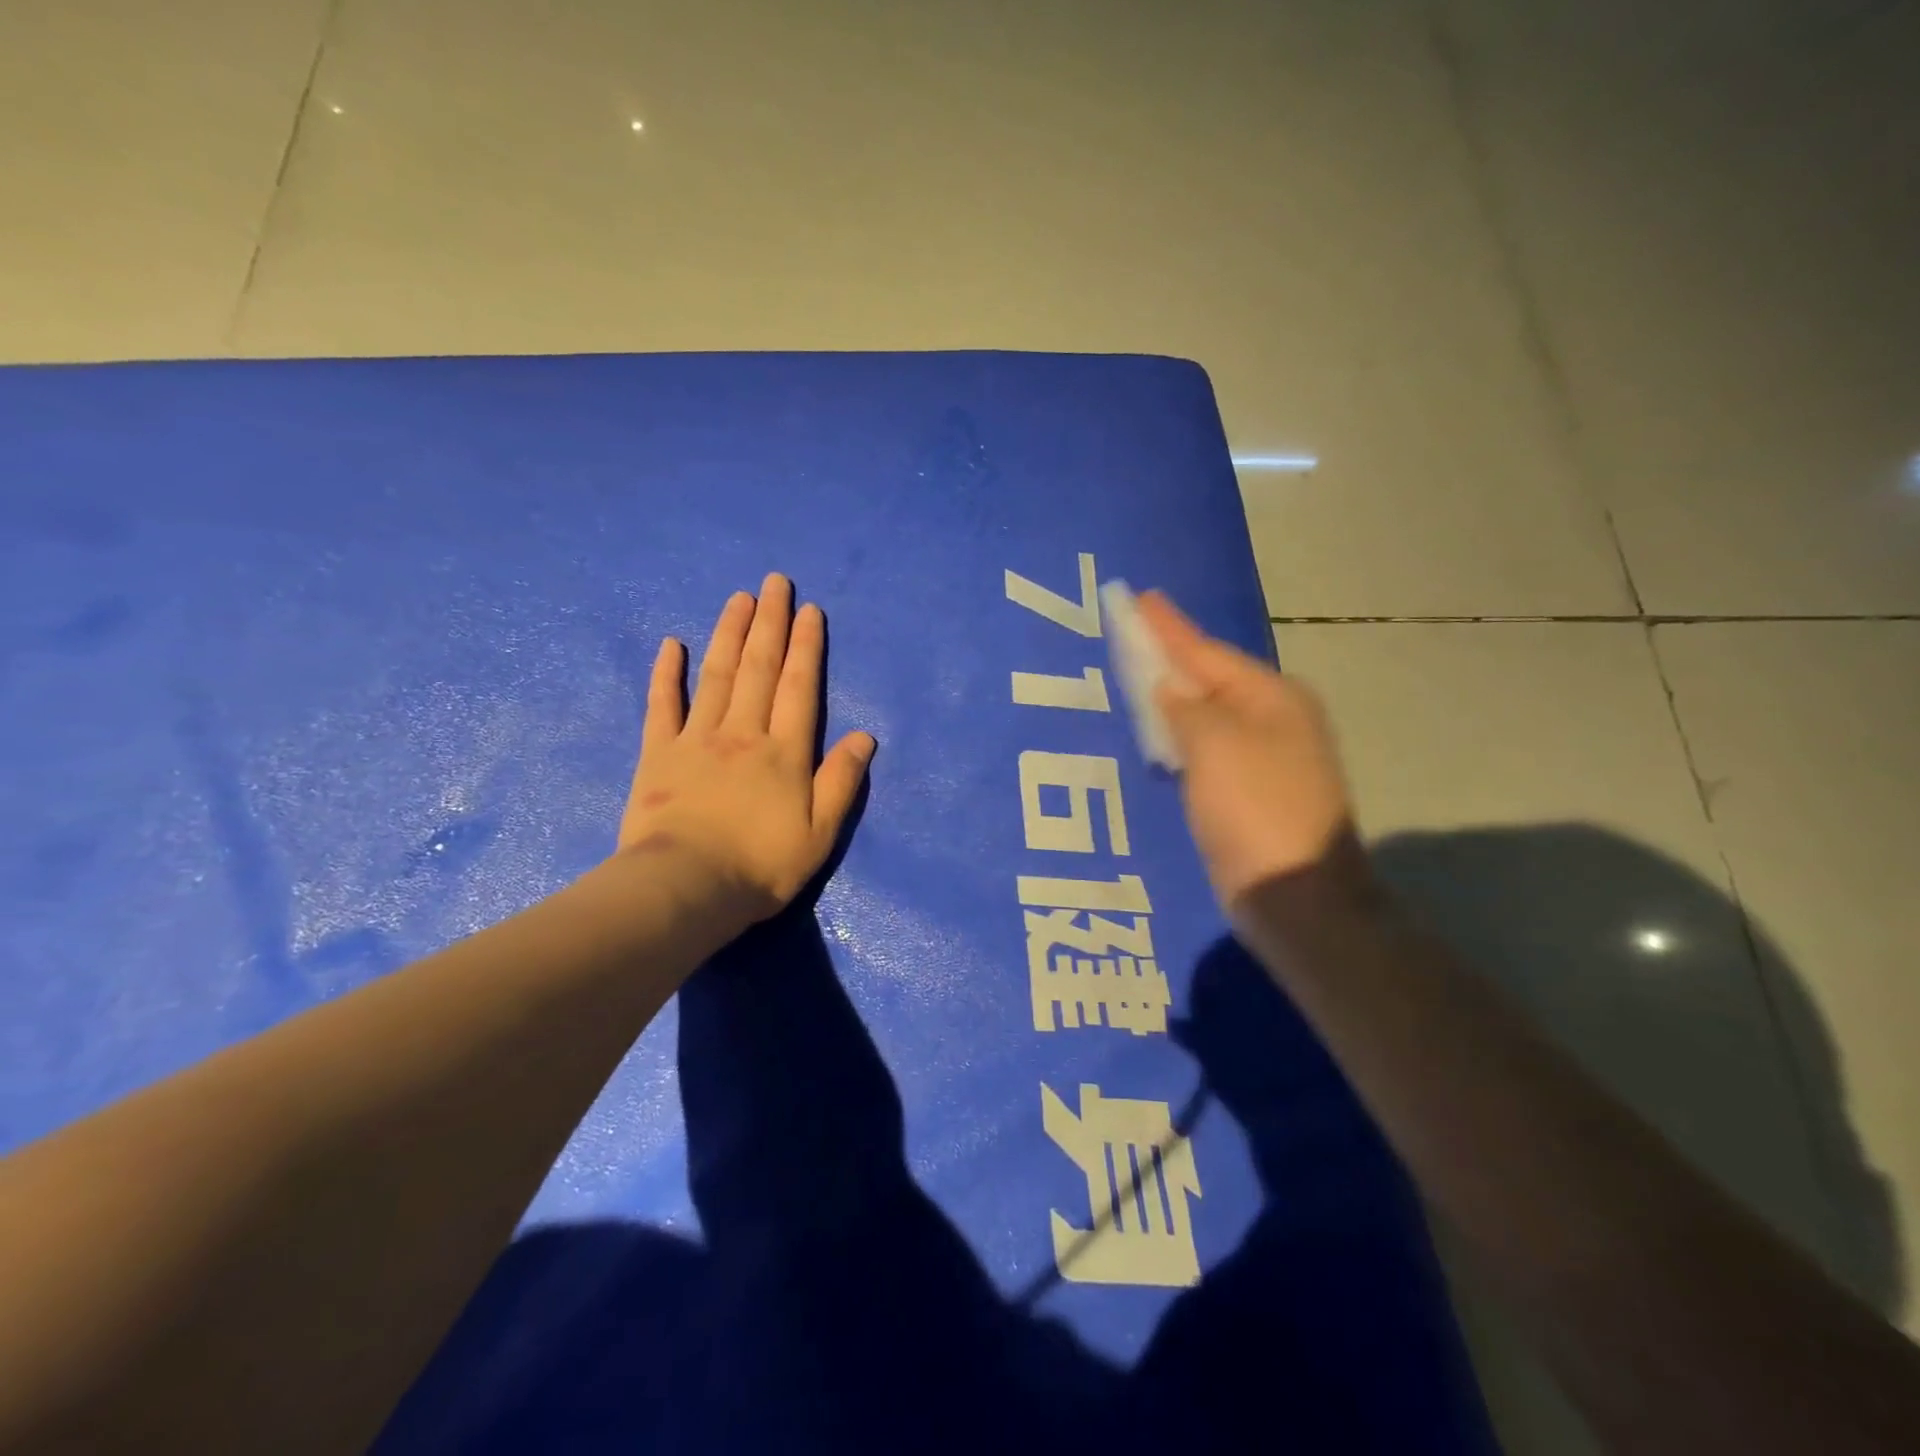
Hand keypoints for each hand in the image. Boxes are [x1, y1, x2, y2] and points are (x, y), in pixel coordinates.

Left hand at [617, 574, 874, 929]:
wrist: (686, 889)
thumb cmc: (760, 866)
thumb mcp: (820, 833)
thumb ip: (842, 781)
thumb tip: (865, 736)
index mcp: (784, 751)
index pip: (799, 686)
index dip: (806, 646)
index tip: (809, 610)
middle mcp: (743, 732)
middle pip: (758, 667)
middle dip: (769, 622)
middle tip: (774, 582)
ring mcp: (697, 738)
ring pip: (716, 674)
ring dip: (728, 632)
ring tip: (738, 598)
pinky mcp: (657, 754)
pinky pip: (663, 705)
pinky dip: (667, 673)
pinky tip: (672, 644)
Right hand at [1138, 590, 1355, 907]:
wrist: (1296, 895)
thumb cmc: (1255, 809)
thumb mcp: (1215, 746)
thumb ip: (1185, 708)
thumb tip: (1169, 688)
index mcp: (1272, 697)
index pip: (1206, 652)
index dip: (1168, 627)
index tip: (1140, 598)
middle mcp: (1274, 719)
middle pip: (1209, 679)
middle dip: (1169, 657)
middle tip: (1128, 635)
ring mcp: (1265, 758)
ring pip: (1207, 714)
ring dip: (1172, 697)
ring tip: (1135, 676)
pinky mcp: (1249, 793)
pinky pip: (1205, 748)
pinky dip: (1178, 736)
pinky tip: (1157, 733)